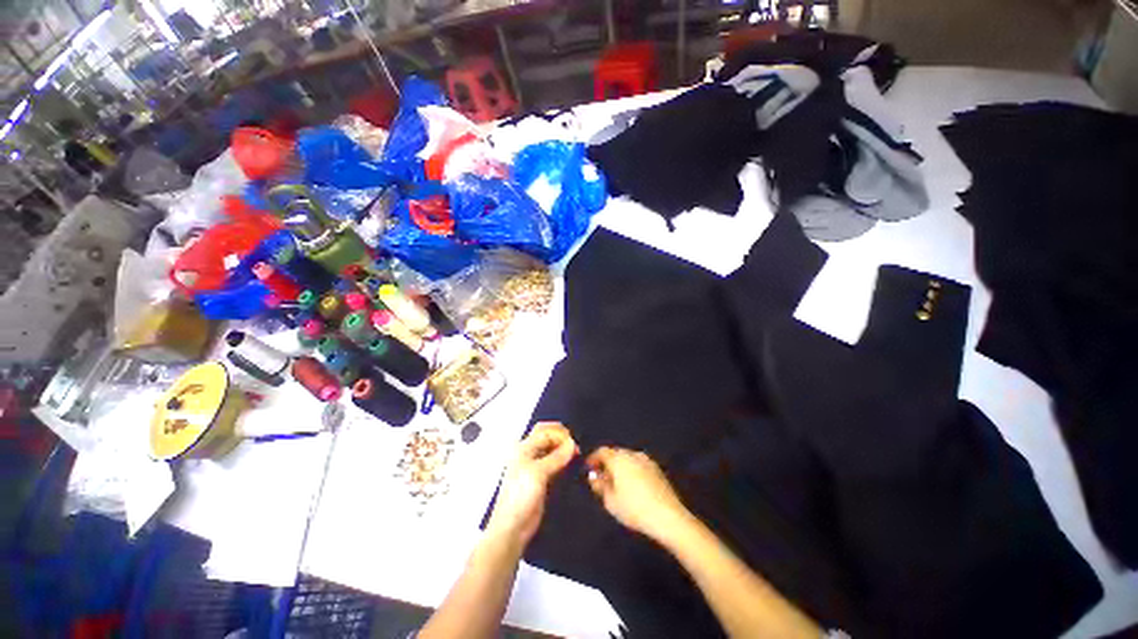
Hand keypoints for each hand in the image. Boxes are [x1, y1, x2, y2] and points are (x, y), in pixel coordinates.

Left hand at [486, 422, 577, 544]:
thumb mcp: (538, 473)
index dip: (559, 434)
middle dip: (561, 438)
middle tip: (575, 444)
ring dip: (563, 450)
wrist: (512, 527)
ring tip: (576, 454)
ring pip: (551, 450)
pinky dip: (562, 461)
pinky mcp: (541, 479)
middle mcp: (528, 454)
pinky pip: (554, 464)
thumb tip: (572, 443)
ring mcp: (534, 467)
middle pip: (546, 437)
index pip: (544, 432)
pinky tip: (571, 464)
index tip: (574, 441)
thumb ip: (556, 457)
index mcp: (523, 448)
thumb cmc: (521, 496)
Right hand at [586, 447, 692, 542]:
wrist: (668, 516)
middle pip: (615, 453)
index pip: (602, 451)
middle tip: (601, 477)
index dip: (593, 459)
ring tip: (616, 482)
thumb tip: (593, 476)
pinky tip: (632, 485)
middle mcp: (632, 454)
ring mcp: (646, 460)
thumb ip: (599, 486)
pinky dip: (631, 470)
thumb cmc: (634, 509)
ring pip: (627, 458)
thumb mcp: (610, 501)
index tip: (589, 469)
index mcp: (618, 458)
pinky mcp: (656, 468)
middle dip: (606, 462)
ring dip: (619, 466)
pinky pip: (638, 464)